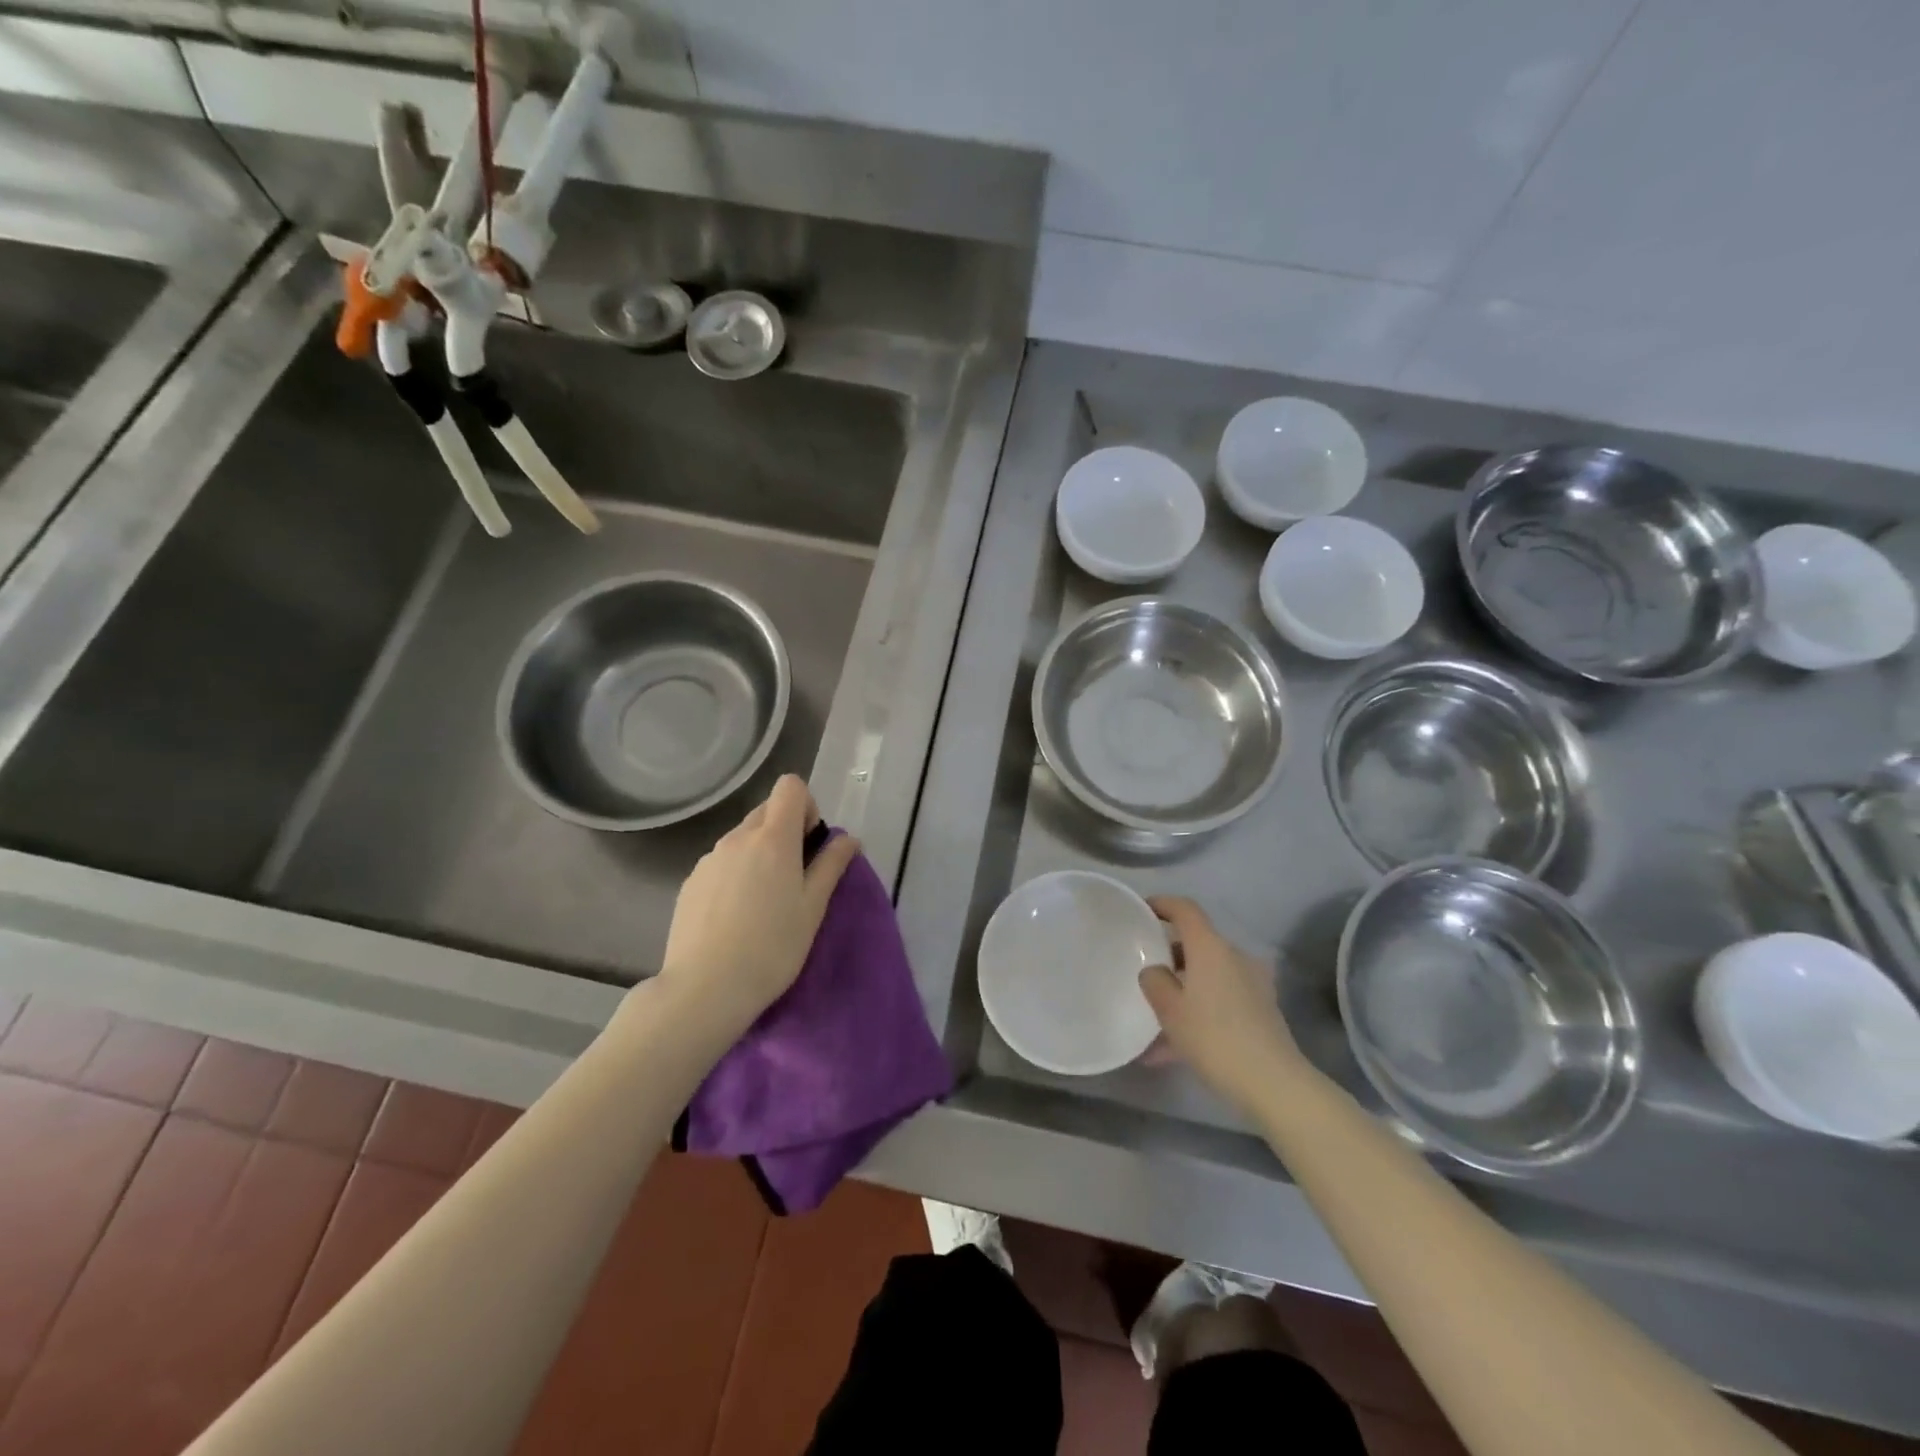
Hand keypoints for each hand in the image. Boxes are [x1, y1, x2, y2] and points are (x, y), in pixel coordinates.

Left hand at [656, 775, 859, 1037]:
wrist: (705, 989)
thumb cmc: (772, 947)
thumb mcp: (813, 907)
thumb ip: (831, 865)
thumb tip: (848, 838)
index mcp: (773, 838)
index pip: (790, 786)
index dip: (806, 805)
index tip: (811, 843)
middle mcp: (737, 838)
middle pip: (766, 811)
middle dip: (785, 831)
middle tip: (794, 877)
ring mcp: (708, 859)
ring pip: (742, 838)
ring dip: (759, 854)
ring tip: (763, 903)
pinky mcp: (690, 882)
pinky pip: (721, 863)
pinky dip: (735, 874)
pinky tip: (735, 917)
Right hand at [1140, 896, 1302, 1115]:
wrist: (1273, 1083)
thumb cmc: (1214, 1037)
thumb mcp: (1170, 1010)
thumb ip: (1154, 981)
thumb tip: (1155, 971)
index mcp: (1210, 948)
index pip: (1185, 909)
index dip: (1163, 904)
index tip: (1143, 910)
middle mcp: (1234, 956)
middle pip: (1197, 944)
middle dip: (1170, 955)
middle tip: (1146, 972)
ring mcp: (1252, 983)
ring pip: (1208, 976)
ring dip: (1183, 990)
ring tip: (1156, 1021)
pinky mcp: (1262, 1009)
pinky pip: (1221, 1000)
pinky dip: (1199, 1012)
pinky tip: (1175, 1050)